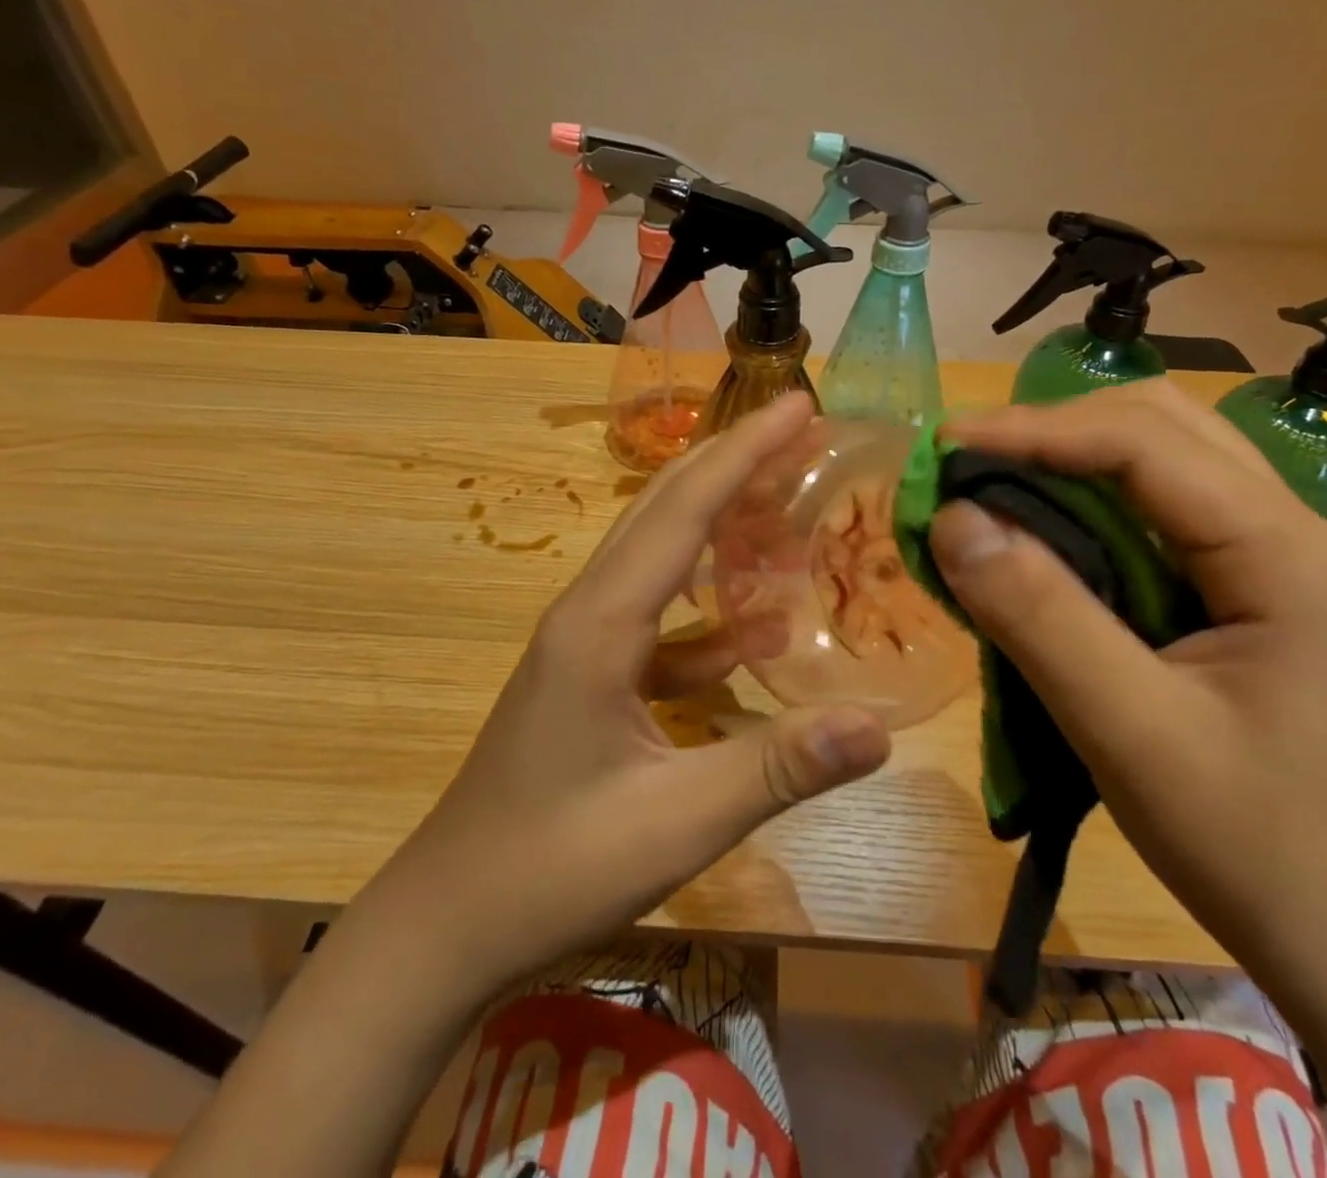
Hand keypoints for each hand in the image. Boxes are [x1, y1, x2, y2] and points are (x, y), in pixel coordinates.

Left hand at [392, 392, 891, 997]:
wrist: (448, 921)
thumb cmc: (554, 868)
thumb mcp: (677, 822)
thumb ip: (779, 767)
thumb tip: (878, 726)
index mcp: (602, 622)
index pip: (684, 508)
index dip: (745, 451)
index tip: (798, 405)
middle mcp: (588, 611)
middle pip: (665, 509)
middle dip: (733, 462)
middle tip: (801, 431)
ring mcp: (583, 642)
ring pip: (658, 556)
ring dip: (719, 524)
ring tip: (785, 508)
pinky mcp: (587, 676)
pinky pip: (654, 618)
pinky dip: (703, 609)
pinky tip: (746, 639)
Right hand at [926, 379, 1326, 992]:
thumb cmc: (1252, 843)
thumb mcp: (1130, 732)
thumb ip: (1039, 616)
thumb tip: (954, 519)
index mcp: (1288, 553)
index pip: (1143, 443)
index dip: (1033, 430)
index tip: (944, 445)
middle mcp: (1293, 530)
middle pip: (1160, 427)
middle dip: (1052, 429)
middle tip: (965, 463)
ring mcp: (1276, 556)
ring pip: (1161, 459)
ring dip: (1069, 457)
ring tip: (991, 485)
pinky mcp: (1248, 587)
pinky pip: (1157, 510)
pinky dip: (1086, 502)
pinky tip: (1043, 533)